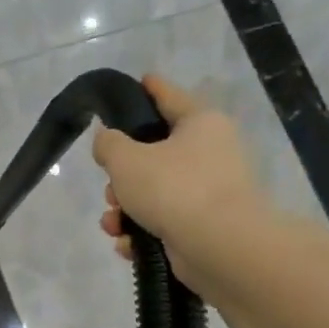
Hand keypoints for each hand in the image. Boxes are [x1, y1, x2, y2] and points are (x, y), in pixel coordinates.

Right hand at [92, 75, 261, 288]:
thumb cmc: (174, 189)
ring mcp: (211, 193)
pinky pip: (164, 223)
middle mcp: (211, 153)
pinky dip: (142, 233)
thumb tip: (108, 139)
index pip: (169, 97)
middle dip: (122, 176)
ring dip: (126, 210)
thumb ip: (108, 143)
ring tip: (112, 224)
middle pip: (155, 154)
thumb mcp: (126, 159)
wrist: (220, 247)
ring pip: (155, 193)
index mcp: (200, 123)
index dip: (150, 88)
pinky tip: (127, 245)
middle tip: (109, 189)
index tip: (139, 80)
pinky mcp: (205, 228)